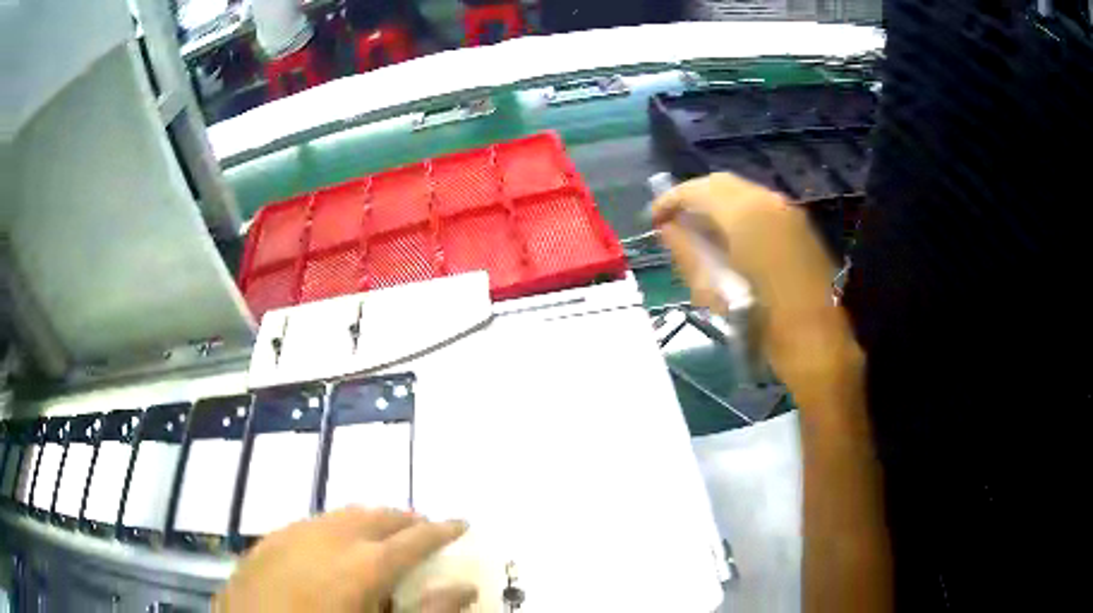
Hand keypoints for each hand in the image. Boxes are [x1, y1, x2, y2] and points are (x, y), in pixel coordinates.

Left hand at [214, 507, 475, 612]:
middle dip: (406, 520)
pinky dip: (336, 526)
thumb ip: (428, 612)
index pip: (415, 538)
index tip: (463, 522)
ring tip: (384, 533)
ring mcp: (294, 534)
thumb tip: (466, 588)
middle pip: (378, 516)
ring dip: (370, 520)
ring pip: (344, 514)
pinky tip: (334, 543)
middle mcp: (330, 538)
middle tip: (424, 529)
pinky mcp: (270, 540)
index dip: (443, 529)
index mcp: (363, 565)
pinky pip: (313, 522)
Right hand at [652, 173, 861, 404]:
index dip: (670, 200)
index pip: (697, 190)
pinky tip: (730, 238)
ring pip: (743, 192)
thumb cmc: (761, 323)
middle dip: (693, 197)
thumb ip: (686, 251)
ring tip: (700, 230)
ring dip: (717, 204)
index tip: (655, 219)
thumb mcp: (713, 290)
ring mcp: (788, 211)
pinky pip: (761, 205)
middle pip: (720, 183)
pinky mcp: (800, 225)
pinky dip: (738, 212)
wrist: (816, 342)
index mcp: (744, 214)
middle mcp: (768, 201)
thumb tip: (668, 229)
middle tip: (675, 220)